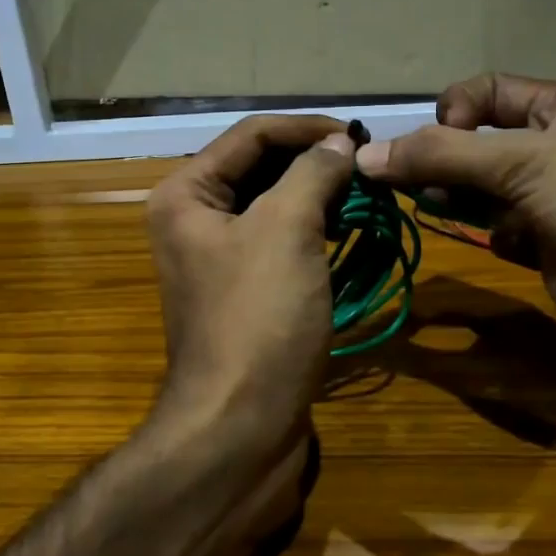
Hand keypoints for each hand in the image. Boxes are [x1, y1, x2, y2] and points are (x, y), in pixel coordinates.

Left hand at [146, 114, 356, 460]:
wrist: (240, 427)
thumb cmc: (259, 318)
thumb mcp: (287, 229)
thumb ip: (313, 173)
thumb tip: (340, 145)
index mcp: (186, 194)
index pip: (251, 135)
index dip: (307, 128)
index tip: (361, 136)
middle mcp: (194, 219)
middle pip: (261, 168)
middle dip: (314, 162)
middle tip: (369, 165)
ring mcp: (219, 259)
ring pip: (274, 206)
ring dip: (318, 196)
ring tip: (366, 194)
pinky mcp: (245, 293)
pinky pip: (280, 244)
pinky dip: (314, 232)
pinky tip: (348, 232)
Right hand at [356, 73, 555, 381]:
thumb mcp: (522, 161)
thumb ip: (440, 156)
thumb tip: (364, 155)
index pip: (486, 91)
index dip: (453, 109)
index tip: (434, 139)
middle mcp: (553, 150)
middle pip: (478, 144)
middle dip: (442, 159)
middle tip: (413, 183)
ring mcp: (551, 202)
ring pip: (484, 191)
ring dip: (457, 197)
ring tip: (436, 208)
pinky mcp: (550, 249)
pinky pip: (502, 233)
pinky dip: (489, 235)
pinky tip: (497, 243)